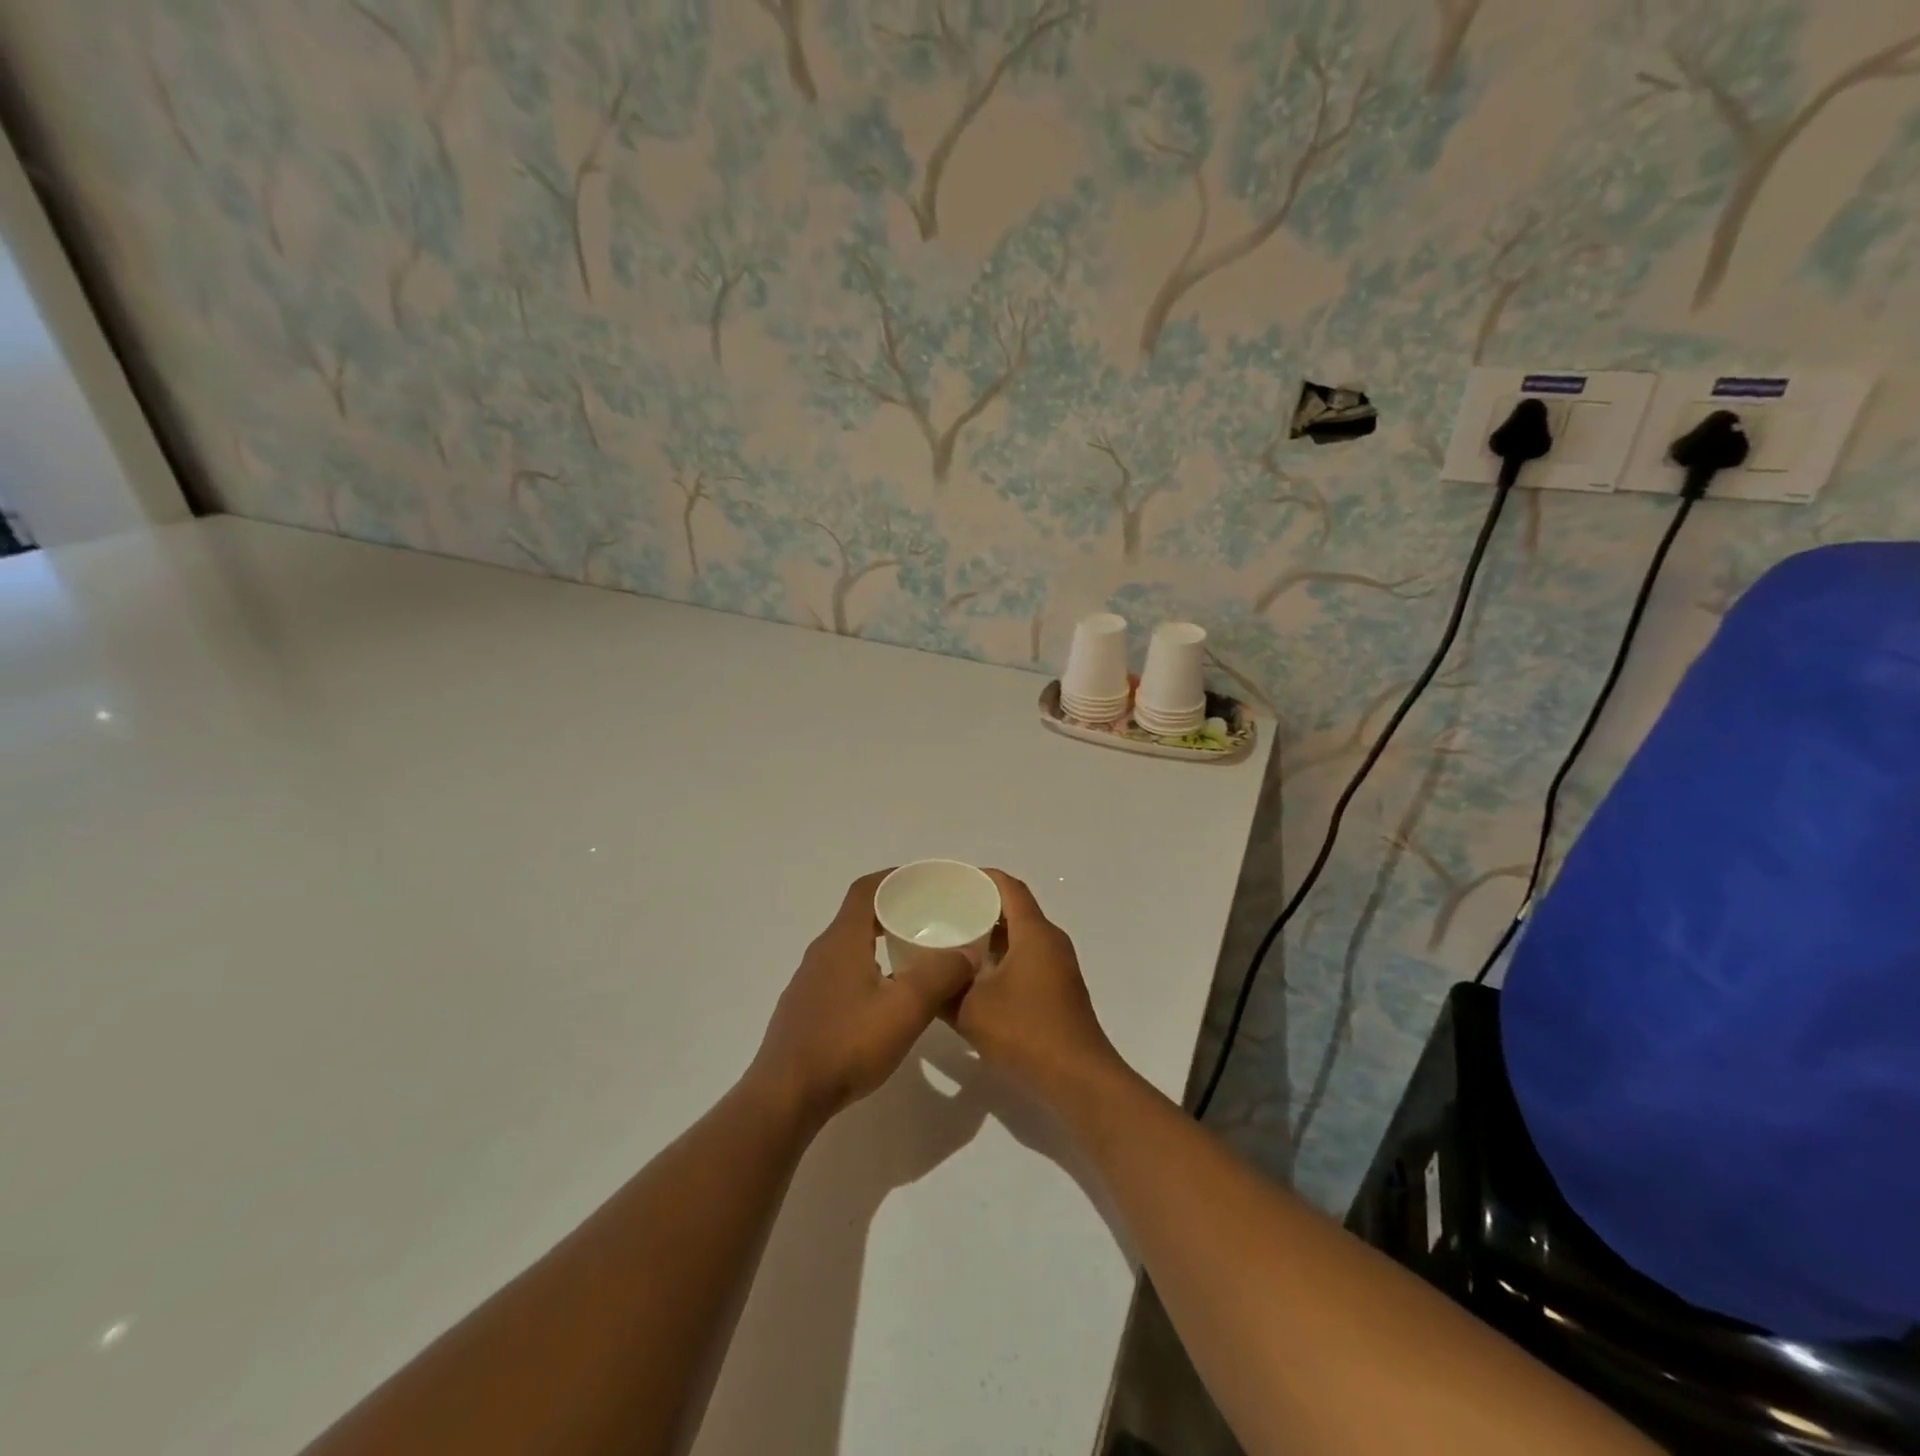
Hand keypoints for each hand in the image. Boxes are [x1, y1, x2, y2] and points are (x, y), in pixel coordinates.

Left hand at [749, 870, 976, 1124]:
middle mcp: (821, 952)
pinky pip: (840, 971)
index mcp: (842, 941)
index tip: (924, 882)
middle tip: (930, 919)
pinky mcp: (805, 1008)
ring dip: (880, 940)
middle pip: (858, 915)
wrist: (785, 1097)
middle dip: (893, 909)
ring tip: (914, 955)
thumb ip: (940, 976)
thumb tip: (967, 952)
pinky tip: (884, 996)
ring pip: (849, 946)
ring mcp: (809, 981)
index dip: (894, 878)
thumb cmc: (847, 1045)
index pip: (866, 889)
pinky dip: (867, 967)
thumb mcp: (905, 1010)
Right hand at [950, 870, 1125, 1101]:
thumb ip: (942, 989)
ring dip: (989, 936)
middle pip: (1014, 909)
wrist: (1078, 1079)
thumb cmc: (1026, 1032)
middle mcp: (1050, 941)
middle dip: (979, 907)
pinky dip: (1001, 957)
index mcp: (1034, 932)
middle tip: (942, 912)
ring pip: (1020, 936)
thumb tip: (920, 977)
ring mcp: (1058, 965)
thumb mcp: (970, 1010)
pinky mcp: (1059, 988)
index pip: (1008, 886)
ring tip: (951, 943)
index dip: (980, 877)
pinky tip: (975, 977)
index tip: (949, 882)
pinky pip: (1026, 957)